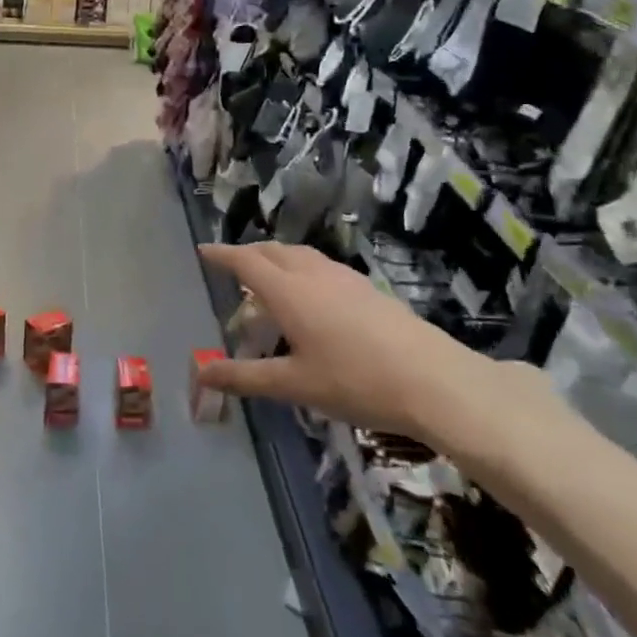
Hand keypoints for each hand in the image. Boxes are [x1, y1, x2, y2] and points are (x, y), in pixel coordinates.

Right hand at [196, 242, 505, 448]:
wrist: (435, 381)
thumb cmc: (355, 381)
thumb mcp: (293, 385)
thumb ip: (245, 377)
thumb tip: (201, 375)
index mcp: (289, 292)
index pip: (246, 262)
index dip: (221, 255)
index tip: (203, 250)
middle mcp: (314, 275)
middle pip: (273, 251)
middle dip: (248, 253)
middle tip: (232, 265)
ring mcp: (346, 280)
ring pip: (301, 255)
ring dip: (278, 258)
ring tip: (269, 278)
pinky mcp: (369, 290)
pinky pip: (323, 267)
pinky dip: (303, 269)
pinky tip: (312, 296)